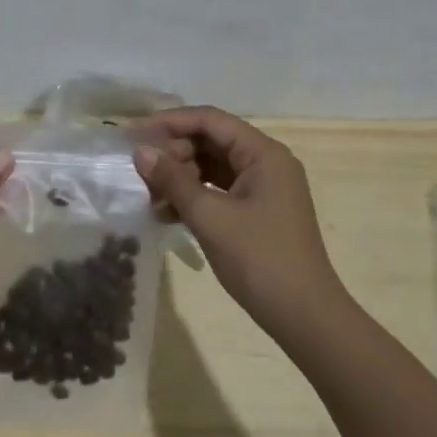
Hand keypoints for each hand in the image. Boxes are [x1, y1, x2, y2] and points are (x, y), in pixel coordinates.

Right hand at [132, 106, 350, 344]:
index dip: (170, 122)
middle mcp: (265, 163)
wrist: (303, 315)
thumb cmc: (259, 258)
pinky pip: (218, 191)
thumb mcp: (210, 216)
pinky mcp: (256, 212)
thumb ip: (173, 180)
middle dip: (173, 153)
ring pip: (212, 168)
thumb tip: (140, 152)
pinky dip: (192, 197)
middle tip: (140, 172)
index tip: (134, 134)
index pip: (210, 120)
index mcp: (263, 154)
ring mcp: (263, 188)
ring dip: (179, 177)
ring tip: (148, 196)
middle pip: (210, 142)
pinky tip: (165, 214)